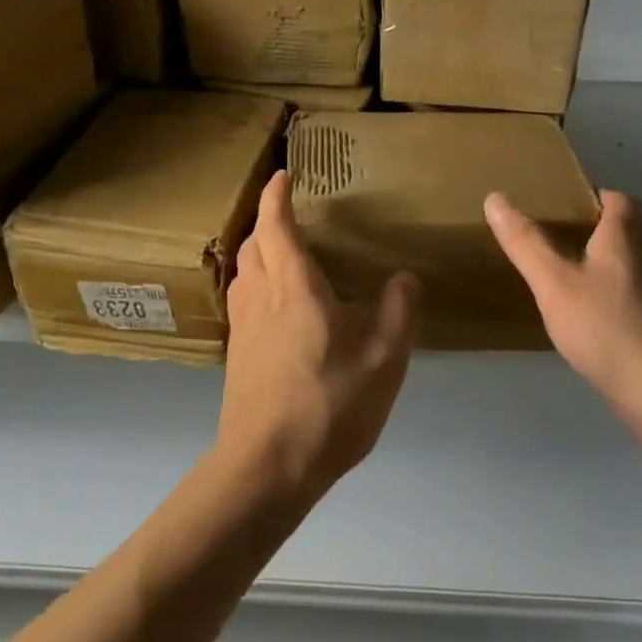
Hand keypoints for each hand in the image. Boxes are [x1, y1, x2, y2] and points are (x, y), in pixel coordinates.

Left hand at [217, 171, 419, 501]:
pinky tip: (274, 305)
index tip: (282, 175)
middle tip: (285, 212)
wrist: (267, 465)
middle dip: (265, 221)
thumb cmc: (329, 405)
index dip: (276, 197)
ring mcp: (244, 328)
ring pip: (243, 273)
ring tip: (279, 252)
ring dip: (256, 251)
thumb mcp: (384, 359)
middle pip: (253, 245)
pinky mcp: (238, 356)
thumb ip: (399, 312)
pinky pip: (243, 300)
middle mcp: (261, 298)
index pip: (277, 226)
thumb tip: (404, 277)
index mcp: (294, 288)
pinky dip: (255, 283)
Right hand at [485, 188, 641, 434]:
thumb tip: (495, 198)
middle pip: (625, 232)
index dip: (594, 195)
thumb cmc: (607, 326)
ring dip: (600, 265)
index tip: (562, 203)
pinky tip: (583, 318)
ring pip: (627, 267)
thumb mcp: (554, 281)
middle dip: (593, 230)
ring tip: (561, 274)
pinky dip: (607, 298)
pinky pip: (629, 299)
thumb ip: (525, 242)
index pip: (618, 200)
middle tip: (552, 237)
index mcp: (625, 238)